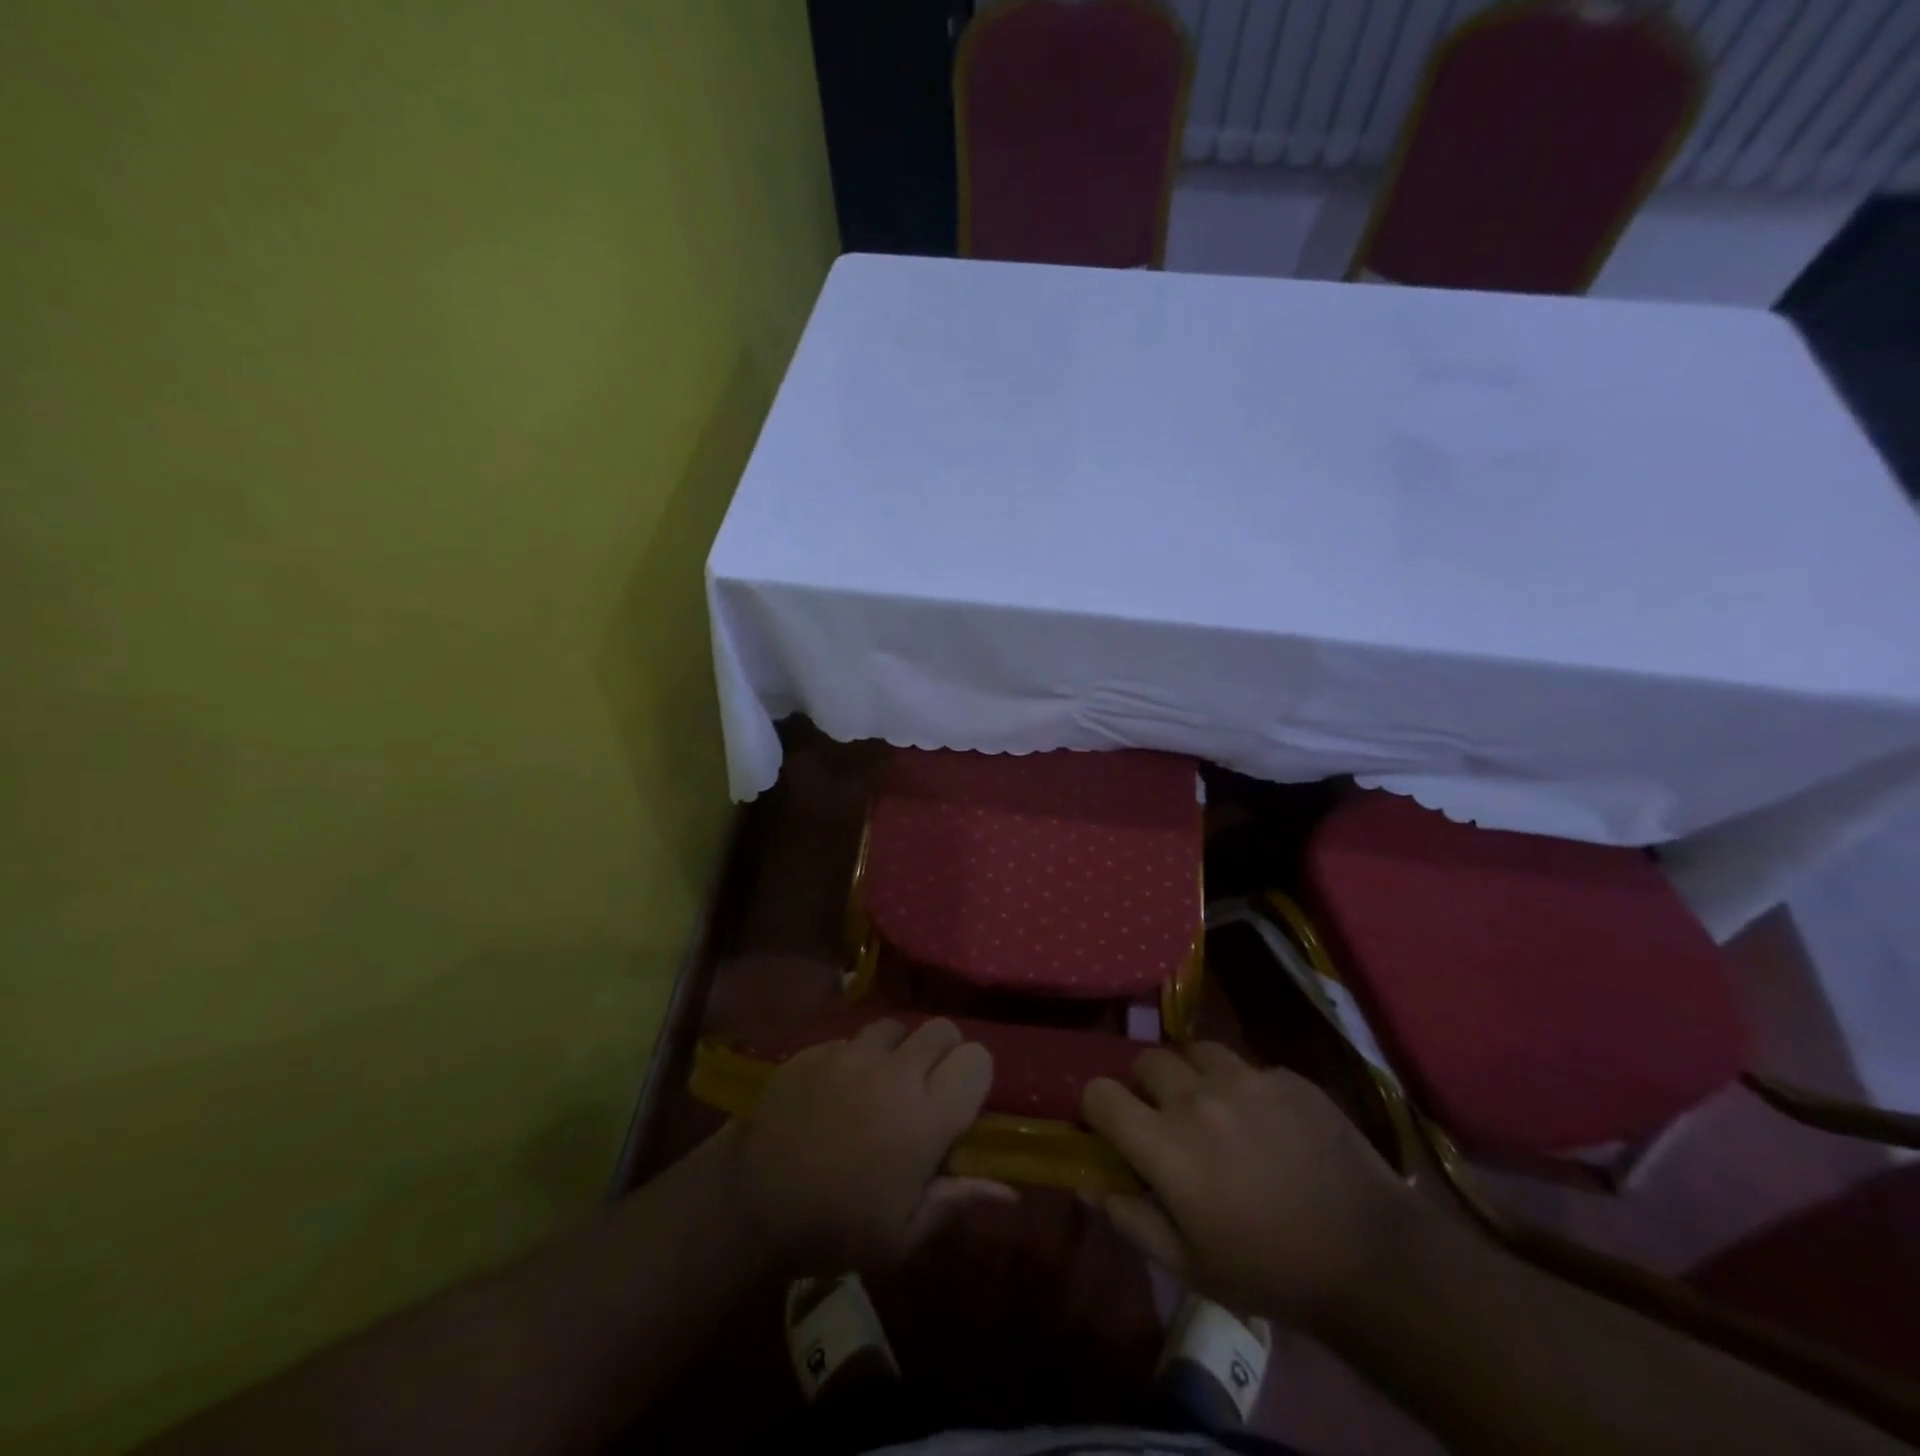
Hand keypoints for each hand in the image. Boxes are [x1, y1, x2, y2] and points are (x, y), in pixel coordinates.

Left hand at [723, 1018, 1011, 1272]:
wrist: (749, 1201)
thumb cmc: (833, 1228)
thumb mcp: (901, 1236)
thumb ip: (956, 1202)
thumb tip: (1009, 1193)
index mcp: (926, 1117)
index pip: (977, 1060)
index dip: (975, 1076)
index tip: (962, 1103)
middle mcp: (896, 1073)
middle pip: (942, 1029)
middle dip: (944, 1052)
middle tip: (927, 1088)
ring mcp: (852, 1054)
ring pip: (896, 1026)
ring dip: (899, 1050)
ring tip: (882, 1084)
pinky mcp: (818, 1049)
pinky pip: (852, 1038)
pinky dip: (856, 1057)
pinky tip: (840, 1090)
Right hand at [1083, 1042, 1412, 1328]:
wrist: (1373, 1258)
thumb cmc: (1271, 1271)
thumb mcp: (1190, 1266)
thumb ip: (1131, 1219)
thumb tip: (1088, 1183)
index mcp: (1166, 1144)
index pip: (1100, 1092)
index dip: (1098, 1108)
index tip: (1115, 1128)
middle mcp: (1197, 1097)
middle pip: (1146, 1060)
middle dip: (1147, 1087)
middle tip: (1170, 1120)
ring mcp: (1245, 1079)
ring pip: (1196, 1052)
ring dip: (1194, 1075)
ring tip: (1217, 1109)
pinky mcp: (1286, 1076)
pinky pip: (1248, 1067)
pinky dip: (1245, 1087)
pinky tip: (1270, 1124)